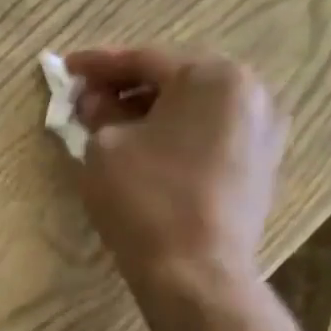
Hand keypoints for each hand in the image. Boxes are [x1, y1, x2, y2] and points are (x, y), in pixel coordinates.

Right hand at [66, 47, 285, 290]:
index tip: (66, 68)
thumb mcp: (103, 146)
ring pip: (194, 105)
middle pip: (175, 77)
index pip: (144, 59)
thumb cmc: (145, 198)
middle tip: (87, 97)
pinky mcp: (262, 163)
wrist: (195, 271)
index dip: (98, 64)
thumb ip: (98, 113)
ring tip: (111, 124)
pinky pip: (210, 131)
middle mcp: (251, 93)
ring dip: (151, 109)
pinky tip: (144, 147)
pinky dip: (175, 131)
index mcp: (214, 77)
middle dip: (126, 86)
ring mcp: (264, 129)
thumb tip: (96, 102)